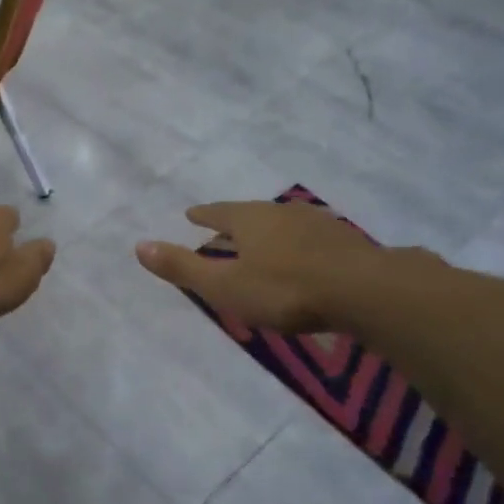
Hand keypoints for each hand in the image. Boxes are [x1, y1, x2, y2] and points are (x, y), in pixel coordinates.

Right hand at [135, 200, 414, 333]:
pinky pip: (310, 239)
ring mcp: (317, 224)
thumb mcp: (225, 285)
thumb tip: (138, 245)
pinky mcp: (345, 242)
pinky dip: (297, 245)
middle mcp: (281, 213)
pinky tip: (303, 258)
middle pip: (251, 215)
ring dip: (269, 233)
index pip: (218, 212)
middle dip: (235, 223)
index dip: (204, 215)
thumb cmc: (285, 289)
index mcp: (249, 220)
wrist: (364, 290)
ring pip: (283, 224)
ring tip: (262, 243)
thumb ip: (184, 267)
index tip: (191, 214)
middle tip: (224, 230)